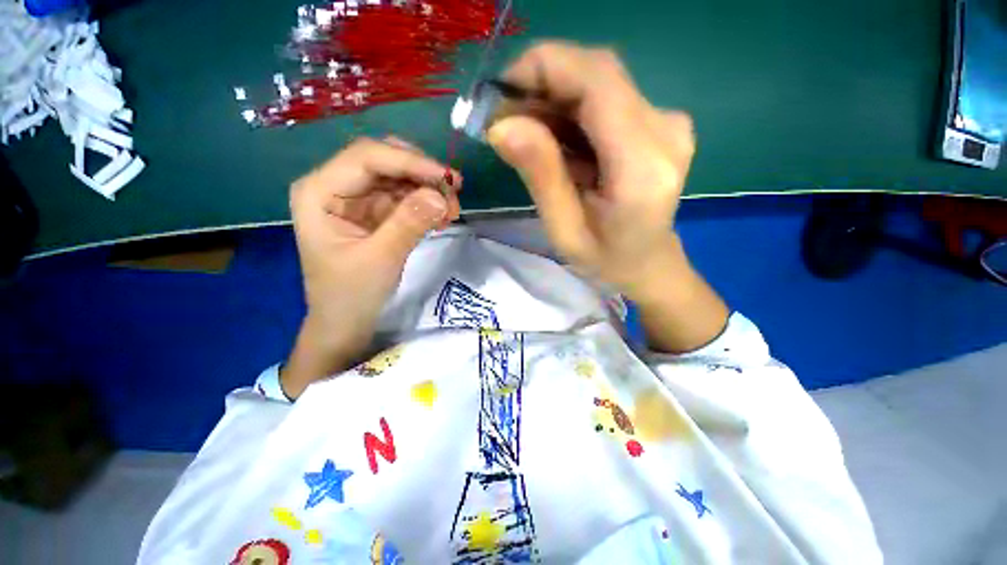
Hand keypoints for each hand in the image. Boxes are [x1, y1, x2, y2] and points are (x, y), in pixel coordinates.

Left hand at [283, 137, 460, 397]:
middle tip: (454, 192)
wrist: (346, 323)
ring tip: (452, 210)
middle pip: (384, 160)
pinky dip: (427, 203)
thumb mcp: (380, 259)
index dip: (410, 162)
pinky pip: (405, 197)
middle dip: (422, 173)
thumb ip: (408, 224)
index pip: (367, 157)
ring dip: (429, 189)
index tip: (447, 179)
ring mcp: (358, 199)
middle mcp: (336, 186)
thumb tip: (441, 196)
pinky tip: (442, 217)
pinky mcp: (376, 213)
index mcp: (320, 192)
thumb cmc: (350, 295)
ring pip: (399, 177)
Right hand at [487, 42, 727, 351]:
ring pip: (598, 82)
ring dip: (552, 98)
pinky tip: (553, 139)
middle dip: (541, 84)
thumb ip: (540, 175)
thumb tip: (501, 125)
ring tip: (523, 133)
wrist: (647, 263)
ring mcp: (667, 122)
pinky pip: (605, 98)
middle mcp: (665, 130)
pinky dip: (570, 110)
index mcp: (642, 166)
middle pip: (596, 73)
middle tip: (504, 119)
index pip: (596, 81)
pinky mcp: (658, 122)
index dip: (542, 68)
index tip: (498, 94)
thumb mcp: (563, 229)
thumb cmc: (605, 259)